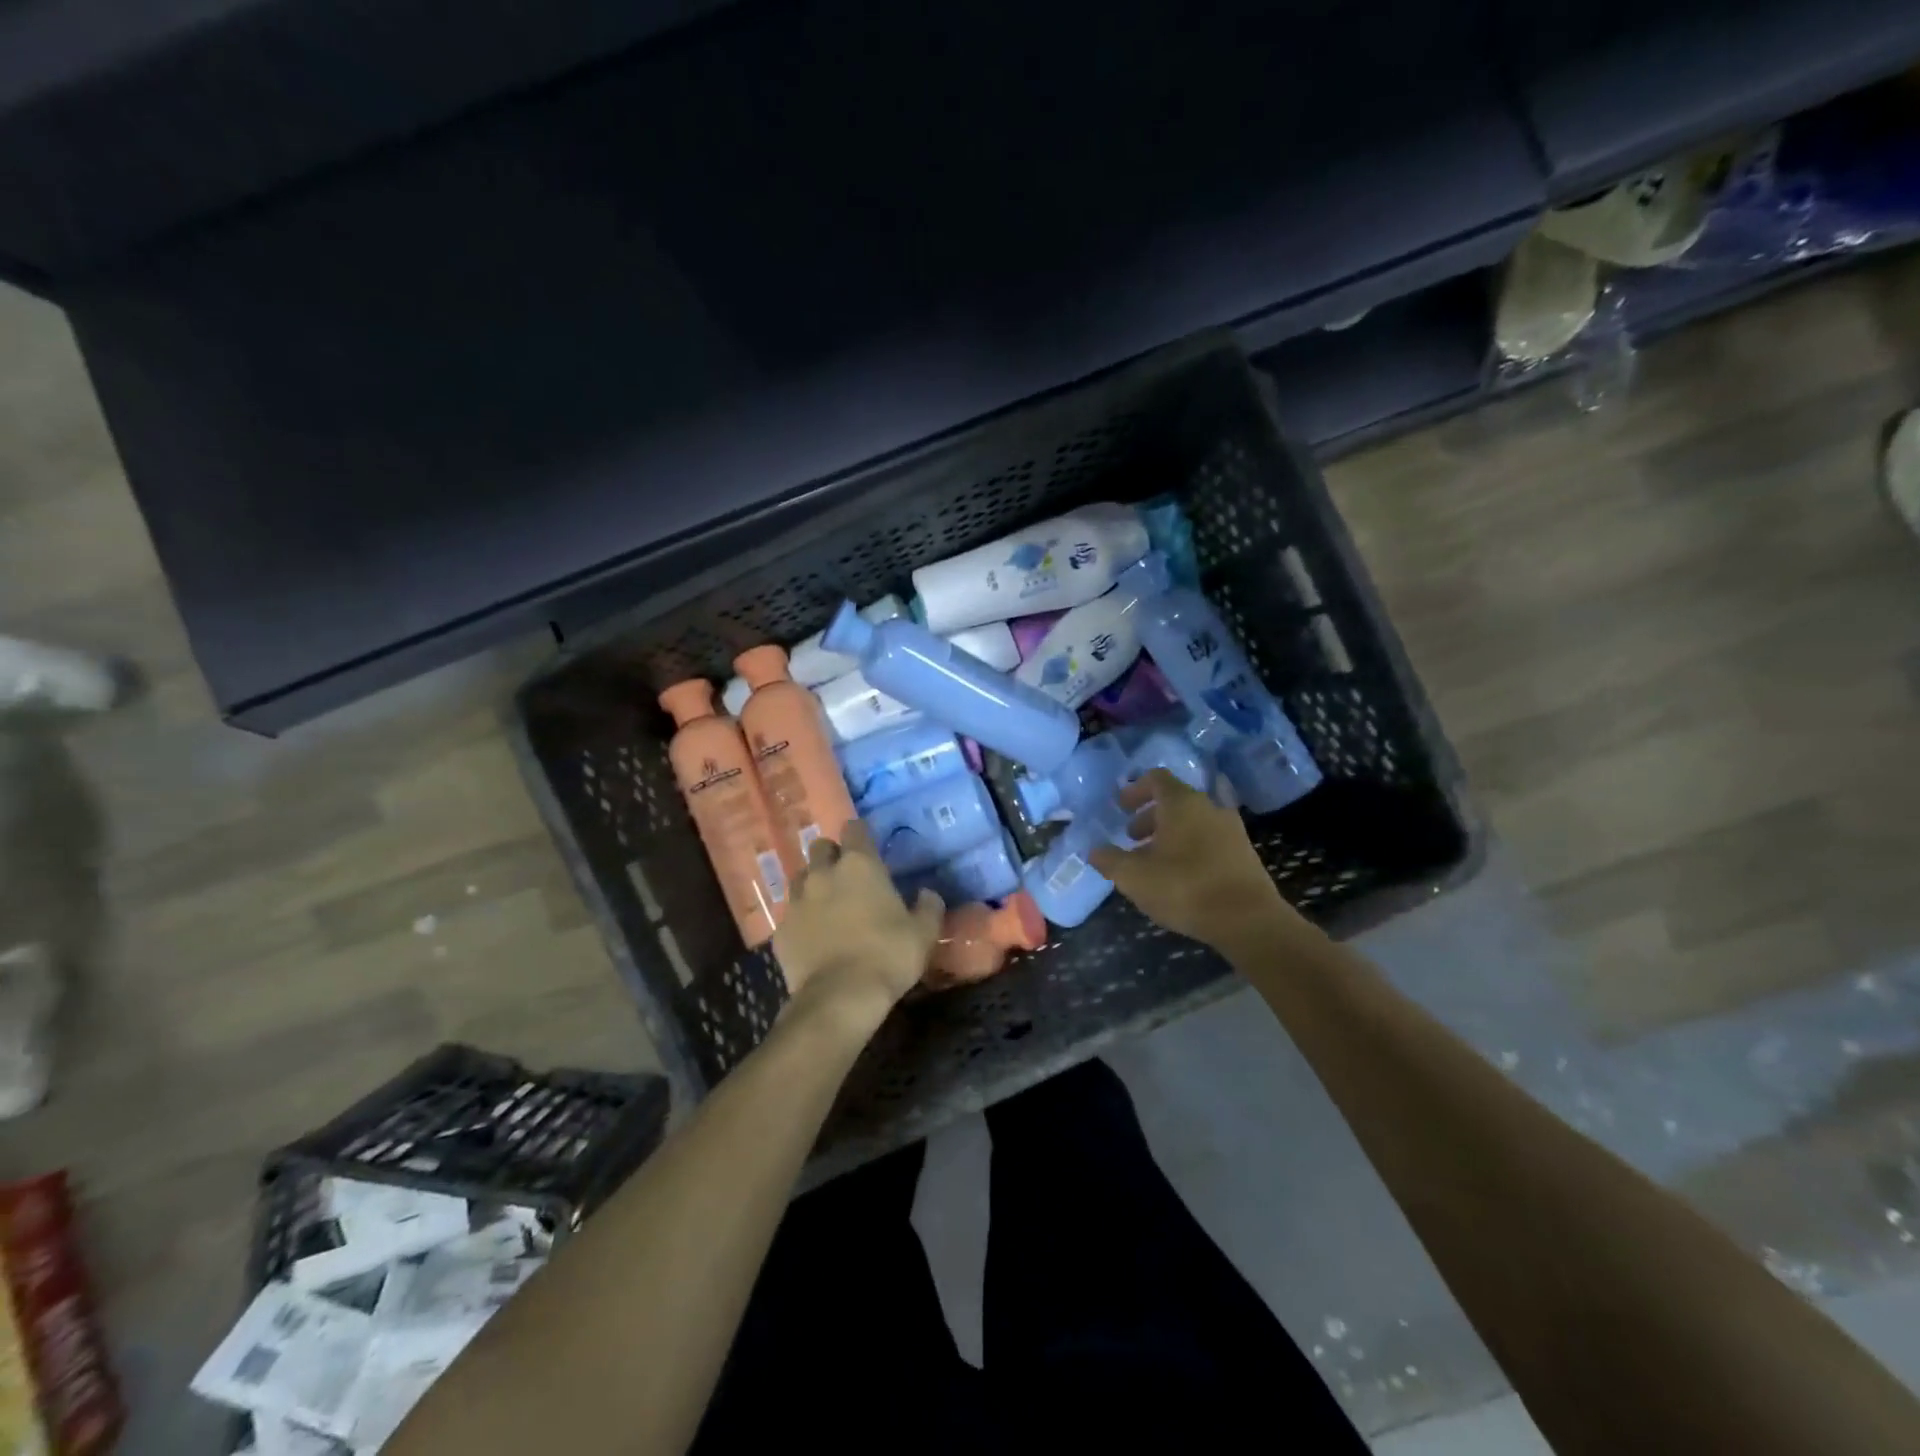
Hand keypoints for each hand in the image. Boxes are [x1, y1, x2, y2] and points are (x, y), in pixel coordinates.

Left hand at [773, 820, 943, 1032]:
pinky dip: (801, 918)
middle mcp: (823, 874)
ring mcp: (797, 901)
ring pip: (800, 877)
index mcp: (859, 865)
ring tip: (827, 903)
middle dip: (832, 855)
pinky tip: (812, 935)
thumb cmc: (888, 956)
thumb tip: (927, 893)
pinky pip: (790, 913)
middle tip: (847, 875)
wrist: (840, 997)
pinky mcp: (781, 930)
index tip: (868, 845)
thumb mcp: (923, 933)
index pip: (854, 828)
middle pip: (820, 847)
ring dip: (813, 884)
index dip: (860, 833)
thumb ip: (928, 907)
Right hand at [1088, 768, 1303, 952]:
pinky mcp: (1243, 853)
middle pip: (1174, 800)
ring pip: (1193, 821)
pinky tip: (1180, 876)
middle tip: (1131, 837)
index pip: (1156, 778)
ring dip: (1169, 834)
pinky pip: (1209, 839)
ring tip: (1153, 861)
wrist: (1248, 919)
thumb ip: (1109, 860)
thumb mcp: (1134, 877)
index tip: (1120, 806)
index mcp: (1181, 803)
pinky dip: (1190, 848)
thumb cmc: (1185, 888)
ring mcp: (1231, 829)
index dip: (1135, 789)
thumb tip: (1094, 850)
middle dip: (1149, 816)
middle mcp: (1208, 807)